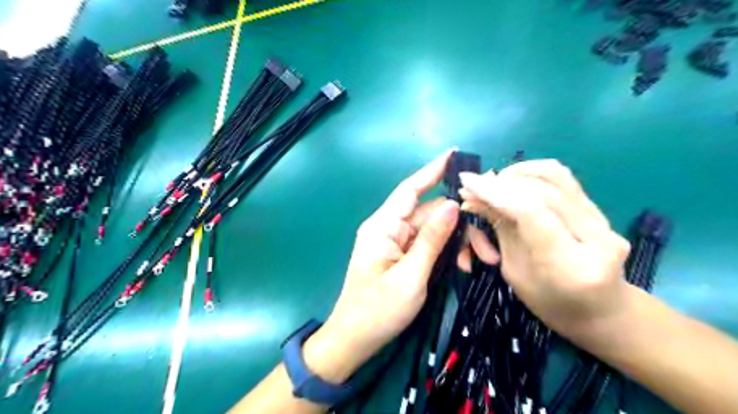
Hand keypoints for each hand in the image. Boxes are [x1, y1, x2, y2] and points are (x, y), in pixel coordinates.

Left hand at [300, 150, 458, 382]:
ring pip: (434, 230)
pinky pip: (429, 245)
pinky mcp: (402, 256)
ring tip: (480, 263)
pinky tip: (463, 267)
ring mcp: (396, 242)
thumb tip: (453, 205)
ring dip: (457, 242)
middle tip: (487, 249)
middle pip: (430, 214)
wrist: (355, 339)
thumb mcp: (411, 276)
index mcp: (383, 226)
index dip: (432, 170)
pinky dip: (447, 253)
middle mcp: (389, 228)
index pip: (410, 189)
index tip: (454, 154)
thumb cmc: (378, 310)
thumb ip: (432, 239)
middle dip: (461, 226)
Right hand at [459, 160, 627, 341]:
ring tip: (493, 182)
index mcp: (569, 266)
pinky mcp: (600, 210)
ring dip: (517, 172)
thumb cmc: (549, 303)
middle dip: (501, 182)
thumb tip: (472, 196)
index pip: (531, 212)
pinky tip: (513, 180)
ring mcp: (604, 221)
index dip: (495, 192)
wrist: (601, 311)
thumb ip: (500, 229)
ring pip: (555, 176)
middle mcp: (596, 238)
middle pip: (542, 190)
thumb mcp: (514, 271)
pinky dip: (532, 173)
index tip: (467, 182)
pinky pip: (563, 179)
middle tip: (473, 184)